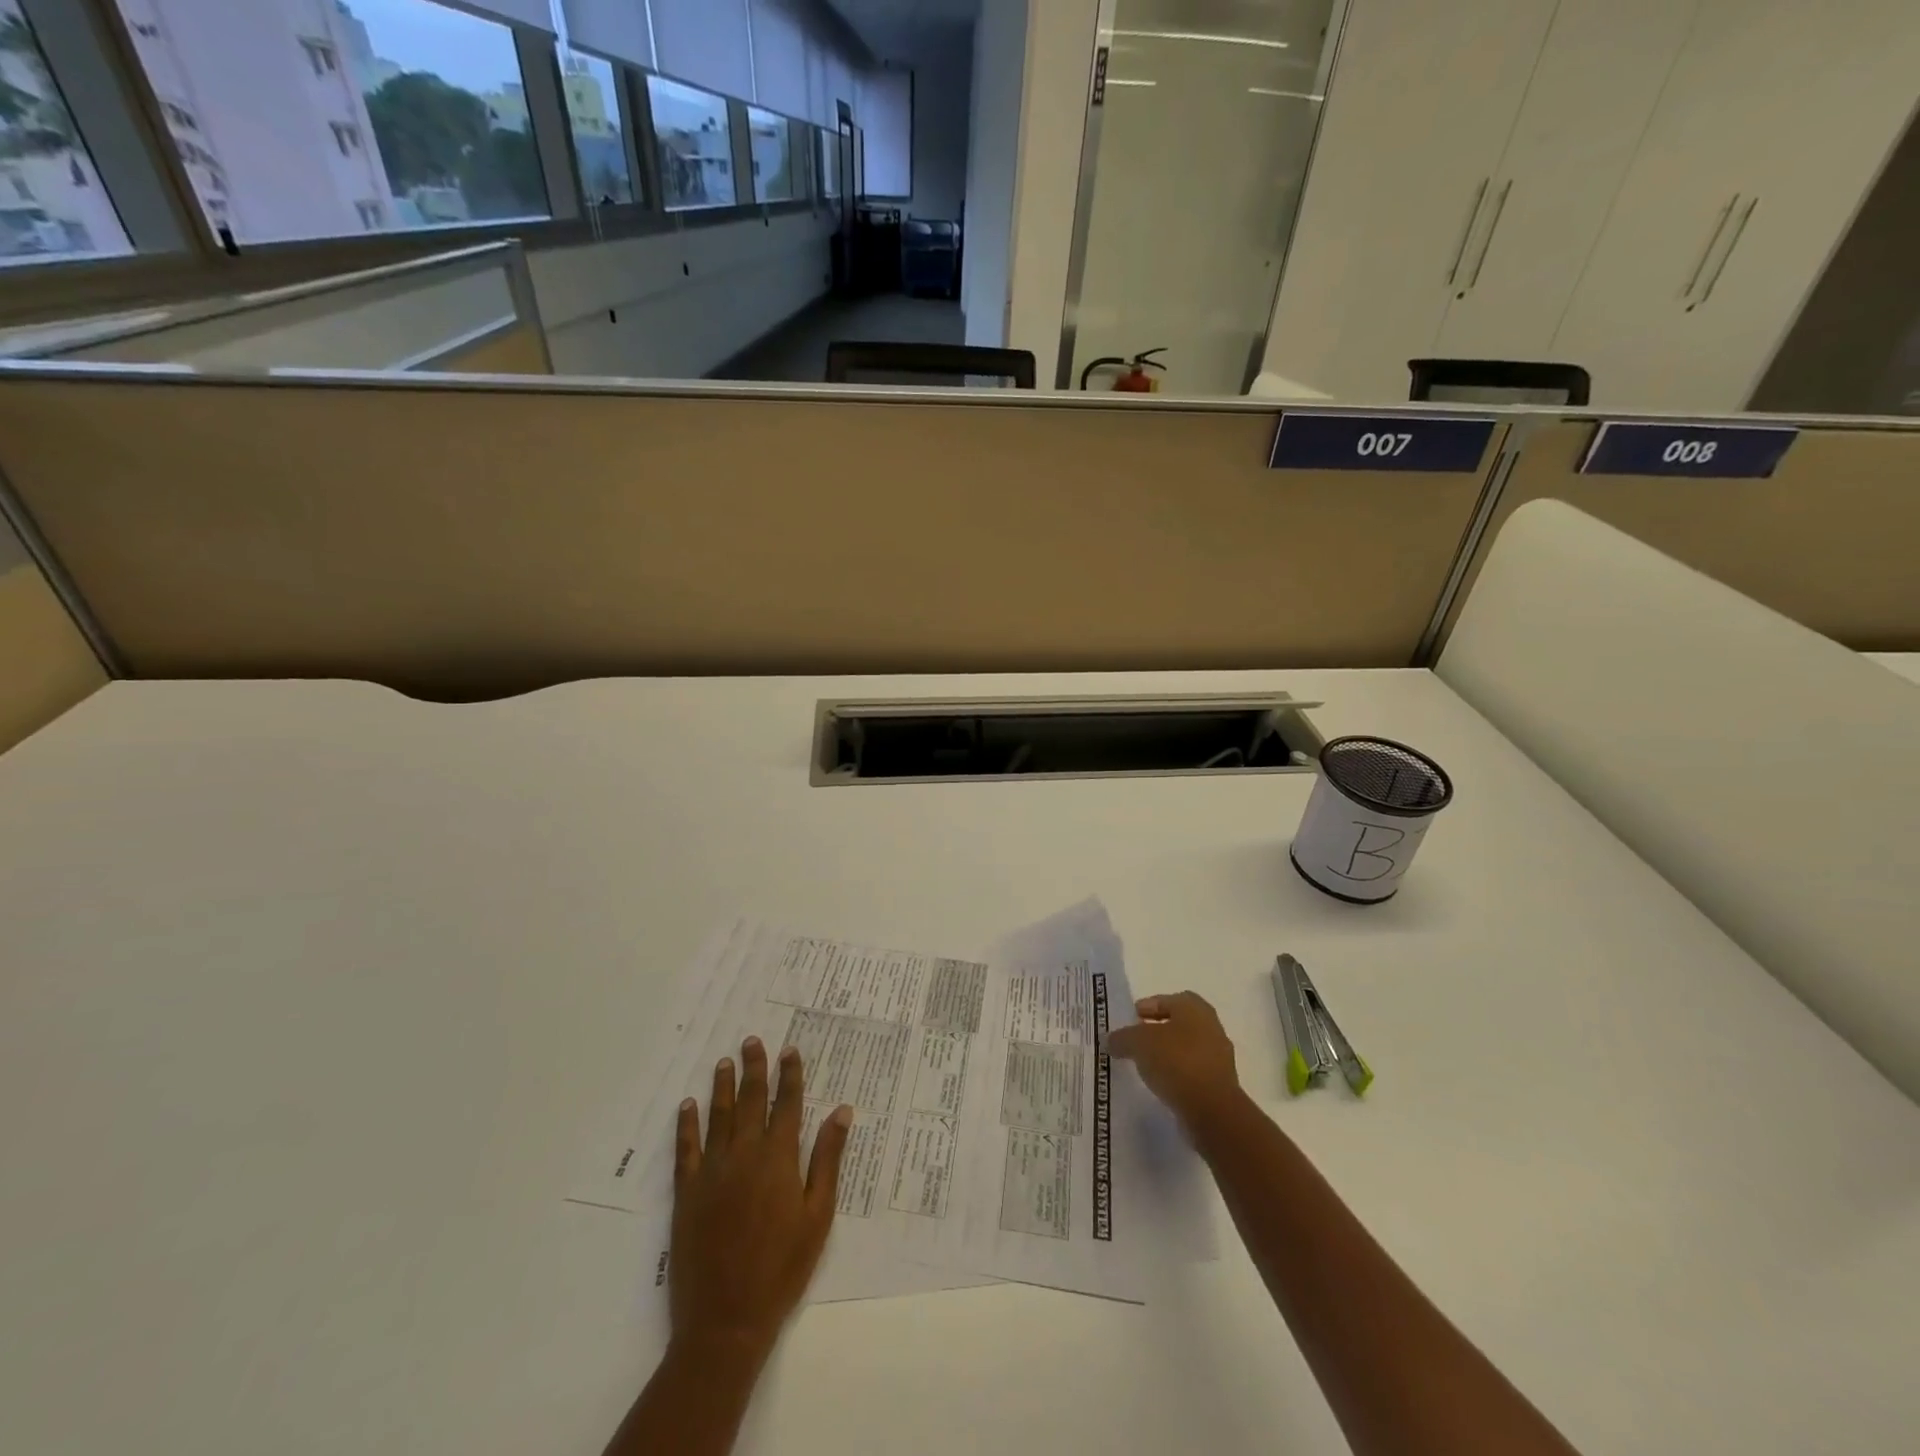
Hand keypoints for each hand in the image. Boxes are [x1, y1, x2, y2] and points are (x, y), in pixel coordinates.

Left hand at [670, 1037, 851, 1366]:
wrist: (726, 1319)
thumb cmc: (782, 1267)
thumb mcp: (818, 1215)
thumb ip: (827, 1159)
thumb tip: (842, 1111)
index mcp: (779, 1158)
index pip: (787, 1104)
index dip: (790, 1075)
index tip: (790, 1050)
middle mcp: (744, 1154)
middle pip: (751, 1101)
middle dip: (755, 1068)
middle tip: (752, 1040)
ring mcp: (712, 1171)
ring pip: (718, 1116)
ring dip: (722, 1087)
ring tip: (724, 1062)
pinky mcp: (687, 1193)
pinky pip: (686, 1148)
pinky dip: (687, 1124)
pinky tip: (687, 1106)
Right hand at [1106, 992, 1242, 1129]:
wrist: (1212, 1110)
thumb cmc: (1176, 1061)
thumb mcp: (1138, 1043)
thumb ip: (1122, 1037)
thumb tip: (1109, 1039)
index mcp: (1194, 1008)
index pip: (1167, 1000)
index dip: (1147, 1007)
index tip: (1129, 1019)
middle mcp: (1210, 1027)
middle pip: (1177, 1024)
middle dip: (1155, 1031)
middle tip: (1134, 1040)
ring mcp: (1218, 1057)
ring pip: (1185, 1049)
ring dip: (1165, 1054)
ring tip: (1143, 1064)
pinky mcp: (1218, 1085)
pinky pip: (1191, 1072)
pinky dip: (1175, 1074)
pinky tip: (1159, 1083)